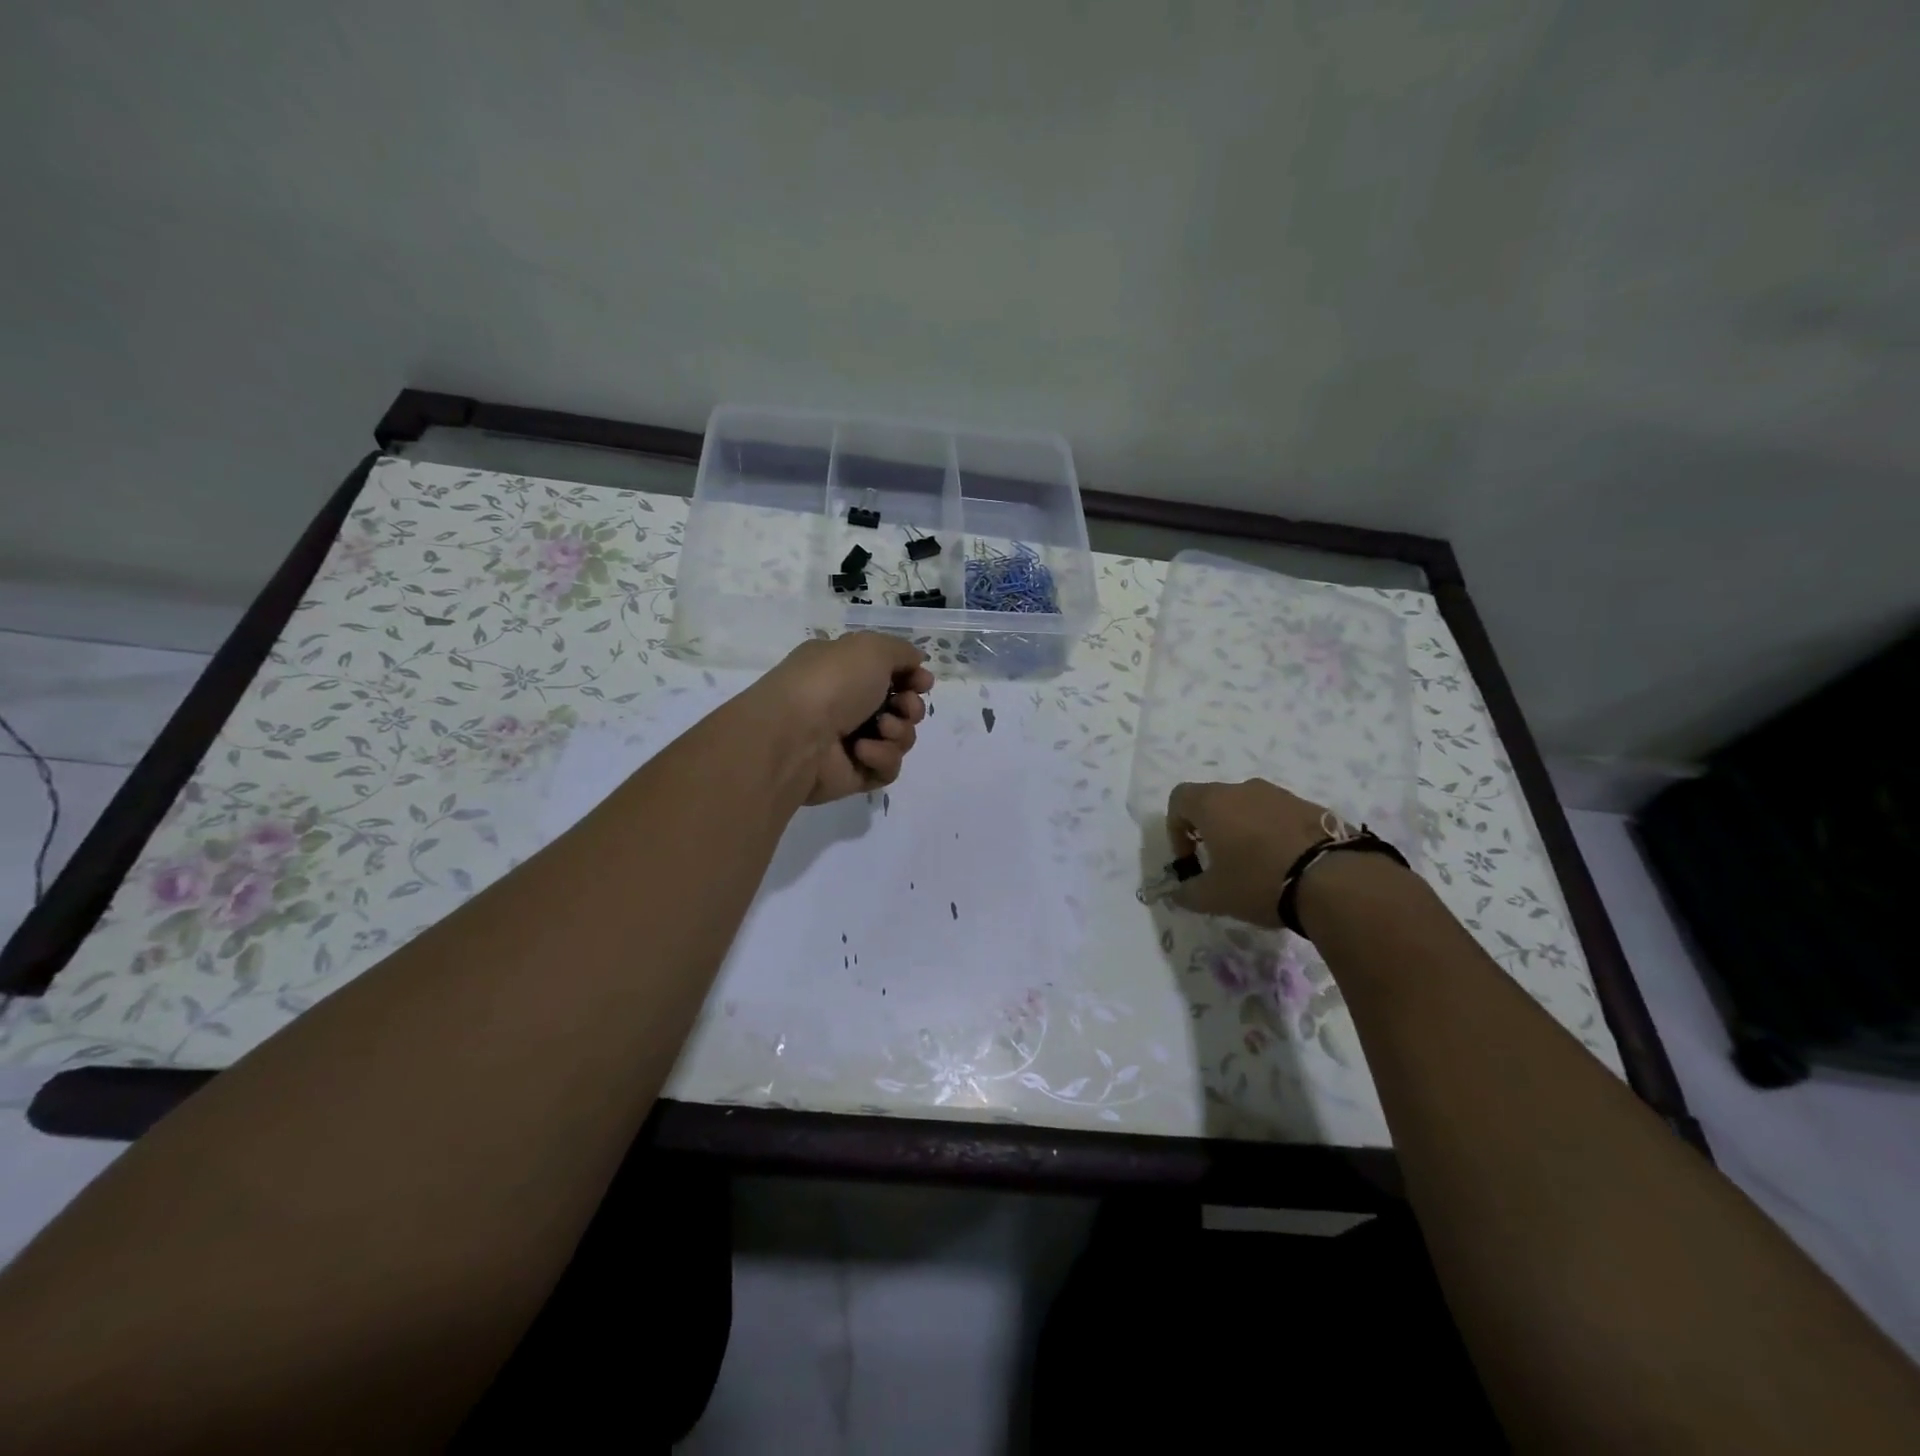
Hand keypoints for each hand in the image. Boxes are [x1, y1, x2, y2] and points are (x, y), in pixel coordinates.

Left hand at [755, 633, 934, 803]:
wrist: (796, 734)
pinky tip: (861, 752)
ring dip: (898, 732)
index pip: (890, 674)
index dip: (912, 678)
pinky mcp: (854, 774)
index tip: (923, 682)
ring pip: (900, 739)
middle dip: (911, 707)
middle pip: (901, 708)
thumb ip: (901, 651)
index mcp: (845, 670)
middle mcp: (847, 704)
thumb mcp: (871, 648)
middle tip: (903, 707)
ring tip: (879, 729)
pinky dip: (881, 757)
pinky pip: (887, 768)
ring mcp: (850, 741)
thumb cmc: (832, 682)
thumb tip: (916, 662)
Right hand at [1165, 779, 1332, 926]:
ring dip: (1243, 830)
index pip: (1179, 798)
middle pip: (1214, 801)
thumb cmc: (1259, 881)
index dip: (1175, 828)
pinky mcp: (1311, 806)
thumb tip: (1178, 893)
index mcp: (1213, 803)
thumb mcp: (1215, 896)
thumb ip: (1188, 893)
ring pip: (1249, 807)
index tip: (1190, 859)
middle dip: (1210, 830)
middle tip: (1219, 863)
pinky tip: (1285, 865)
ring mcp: (1280, 795)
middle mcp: (1244, 789)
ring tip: (1256, 866)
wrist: (1335, 879)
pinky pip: (1279, 816)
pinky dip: (1273, 834)